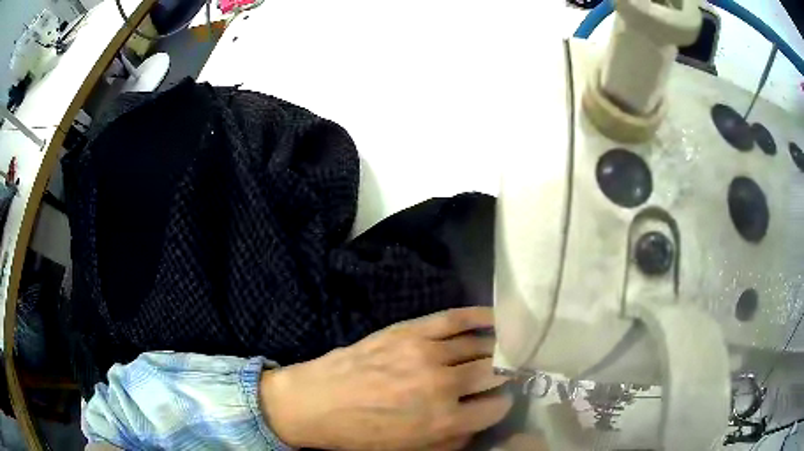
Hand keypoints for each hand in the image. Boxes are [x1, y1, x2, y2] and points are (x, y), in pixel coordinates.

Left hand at [259, 307, 511, 449]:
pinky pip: (455, 318)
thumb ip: (454, 438)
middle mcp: (443, 386)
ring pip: (480, 345)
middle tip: (507, 373)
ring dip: (497, 348)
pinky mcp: (411, 331)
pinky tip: (495, 319)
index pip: (496, 407)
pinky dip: (480, 316)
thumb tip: (480, 419)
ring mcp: (427, 353)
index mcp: (444, 421)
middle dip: (505, 374)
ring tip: (505, 349)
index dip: (501, 404)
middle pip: (494, 373)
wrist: (316, 402)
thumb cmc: (362, 435)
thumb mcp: (412, 450)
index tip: (498, 401)